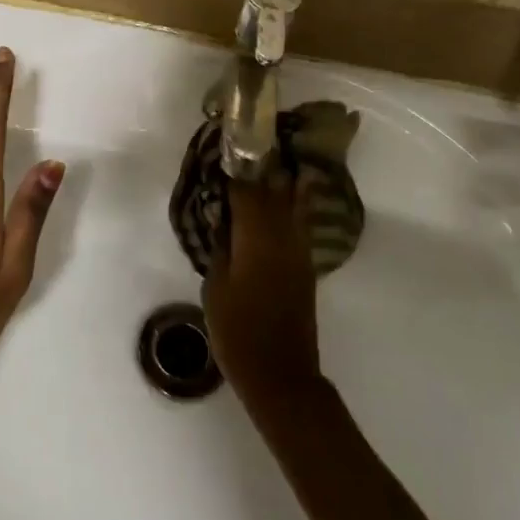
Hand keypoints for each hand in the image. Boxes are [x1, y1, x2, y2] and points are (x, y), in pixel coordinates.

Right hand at [203, 168, 321, 410]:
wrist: (281, 374)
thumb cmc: (238, 333)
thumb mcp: (215, 288)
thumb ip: (220, 247)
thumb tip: (224, 220)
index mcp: (257, 239)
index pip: (247, 190)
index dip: (236, 166)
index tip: (226, 146)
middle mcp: (282, 236)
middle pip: (274, 189)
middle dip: (261, 165)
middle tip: (246, 145)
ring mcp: (298, 250)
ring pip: (292, 202)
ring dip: (281, 179)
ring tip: (269, 159)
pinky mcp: (305, 264)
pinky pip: (298, 221)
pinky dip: (292, 202)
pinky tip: (284, 195)